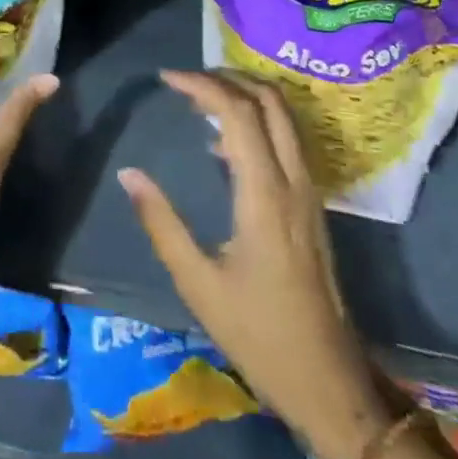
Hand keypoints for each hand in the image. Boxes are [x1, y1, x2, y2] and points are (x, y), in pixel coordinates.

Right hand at [119, 70, 387, 458]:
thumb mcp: (199, 284)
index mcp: (265, 193)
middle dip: (227, 77)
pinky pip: (287, 138)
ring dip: (245, 93)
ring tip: (201, 101)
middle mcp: (293, 179)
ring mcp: (309, 189)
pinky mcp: (312, 202)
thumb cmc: (259, 334)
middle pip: (269, 99)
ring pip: (284, 114)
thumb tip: (128, 174)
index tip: (167, 79)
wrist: (329, 382)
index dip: (202, 85)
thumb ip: (162, 224)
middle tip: (187, 80)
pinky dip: (257, 118)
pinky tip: (223, 144)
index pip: (239, 112)